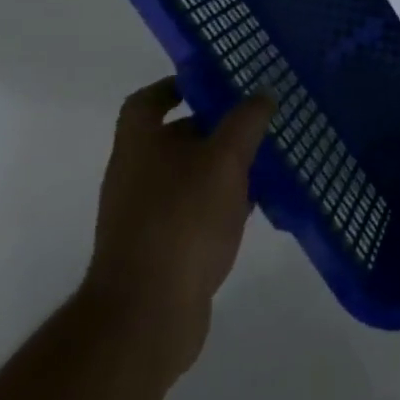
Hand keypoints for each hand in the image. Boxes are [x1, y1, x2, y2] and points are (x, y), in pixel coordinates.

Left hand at [83, 78, 273, 380]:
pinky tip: (252, 208)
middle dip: (212, 127)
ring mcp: (144, 216)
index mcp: (140, 144)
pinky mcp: (160, 251)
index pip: (147, 101)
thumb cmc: (182, 220)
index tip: (212, 83)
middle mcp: (135, 175)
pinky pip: (192, 212)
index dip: (175, 86)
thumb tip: (263, 93)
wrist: (147, 316)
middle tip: (254, 120)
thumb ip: (246, 122)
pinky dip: (219, 204)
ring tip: (264, 161)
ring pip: (187, 176)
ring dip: (220, 167)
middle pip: (172, 137)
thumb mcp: (225, 159)